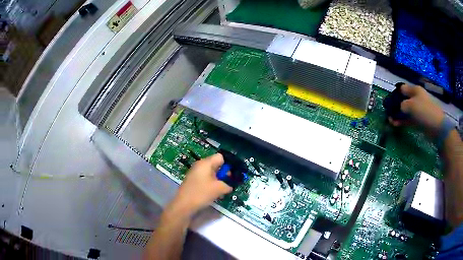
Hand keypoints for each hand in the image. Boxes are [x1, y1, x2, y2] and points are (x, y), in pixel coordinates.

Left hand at [170, 153, 231, 216]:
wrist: (183, 205)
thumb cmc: (201, 193)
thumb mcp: (219, 189)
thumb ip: (228, 185)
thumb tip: (230, 186)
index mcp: (205, 163)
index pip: (221, 157)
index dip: (229, 165)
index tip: (233, 175)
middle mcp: (200, 166)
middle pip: (216, 165)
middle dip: (224, 174)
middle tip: (229, 184)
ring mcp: (195, 173)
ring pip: (211, 174)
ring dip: (218, 181)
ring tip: (222, 191)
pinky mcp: (193, 182)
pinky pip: (206, 180)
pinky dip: (211, 185)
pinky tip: (214, 194)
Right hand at [389, 85, 444, 135]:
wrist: (436, 126)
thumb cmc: (424, 111)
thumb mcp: (410, 105)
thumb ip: (401, 105)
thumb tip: (398, 108)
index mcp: (414, 90)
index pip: (402, 89)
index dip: (395, 94)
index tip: (388, 102)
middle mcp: (416, 98)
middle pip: (403, 100)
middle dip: (395, 106)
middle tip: (388, 113)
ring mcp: (418, 109)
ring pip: (405, 111)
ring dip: (398, 115)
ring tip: (391, 121)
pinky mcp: (419, 120)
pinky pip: (408, 119)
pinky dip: (403, 121)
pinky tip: (396, 124)